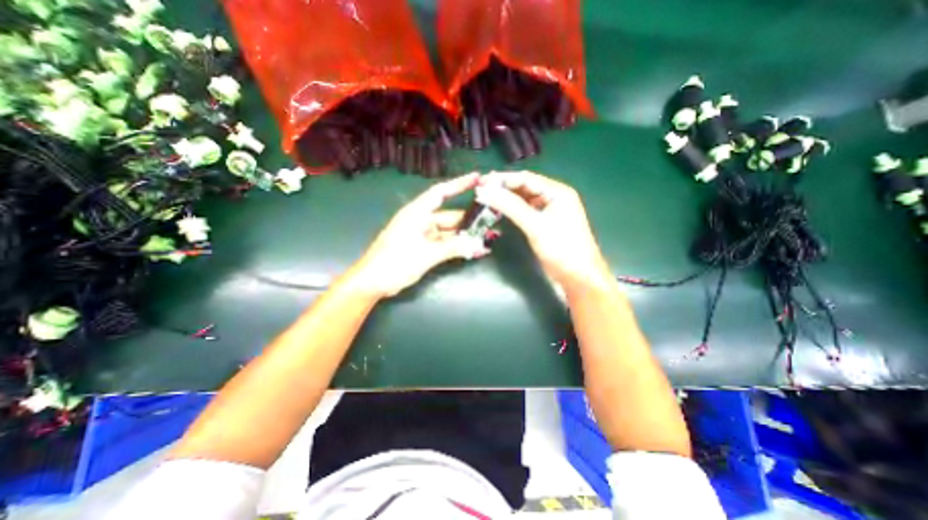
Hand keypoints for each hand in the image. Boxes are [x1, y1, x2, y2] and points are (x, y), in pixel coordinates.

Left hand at [349, 173, 487, 297]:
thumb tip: (479, 245)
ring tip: (488, 238)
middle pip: (450, 216)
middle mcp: (421, 220)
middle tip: (492, 221)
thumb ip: (453, 248)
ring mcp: (423, 235)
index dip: (459, 184)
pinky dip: (458, 246)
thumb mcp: (426, 254)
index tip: (478, 178)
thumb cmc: (394, 262)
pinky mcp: (424, 247)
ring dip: (466, 235)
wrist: (373, 282)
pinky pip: (445, 243)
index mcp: (417, 213)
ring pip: (450, 231)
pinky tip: (474, 250)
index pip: (441, 193)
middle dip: (471, 220)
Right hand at [474, 172, 613, 291]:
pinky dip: (512, 209)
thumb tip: (486, 192)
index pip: (526, 179)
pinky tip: (500, 209)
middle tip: (481, 189)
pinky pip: (525, 211)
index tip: (481, 181)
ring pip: (524, 199)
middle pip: (524, 187)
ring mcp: (549, 211)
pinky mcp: (544, 223)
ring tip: (486, 198)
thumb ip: (511, 207)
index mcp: (557, 192)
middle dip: (503, 187)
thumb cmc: (561, 248)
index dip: (503, 179)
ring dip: (507, 198)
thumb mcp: (535, 226)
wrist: (578, 276)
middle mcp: (553, 197)